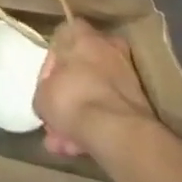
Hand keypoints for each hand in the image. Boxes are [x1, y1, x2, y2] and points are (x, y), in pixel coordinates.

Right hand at [34, 17, 156, 157]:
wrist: (118, 130)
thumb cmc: (73, 100)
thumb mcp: (42, 97)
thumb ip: (44, 92)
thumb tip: (50, 99)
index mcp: (79, 33)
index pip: (59, 41)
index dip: (50, 68)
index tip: (46, 90)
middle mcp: (105, 44)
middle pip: (80, 70)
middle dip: (66, 99)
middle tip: (55, 122)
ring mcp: (125, 71)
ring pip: (95, 92)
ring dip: (80, 116)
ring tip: (64, 144)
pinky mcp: (138, 99)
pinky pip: (109, 108)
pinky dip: (97, 124)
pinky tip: (80, 148)